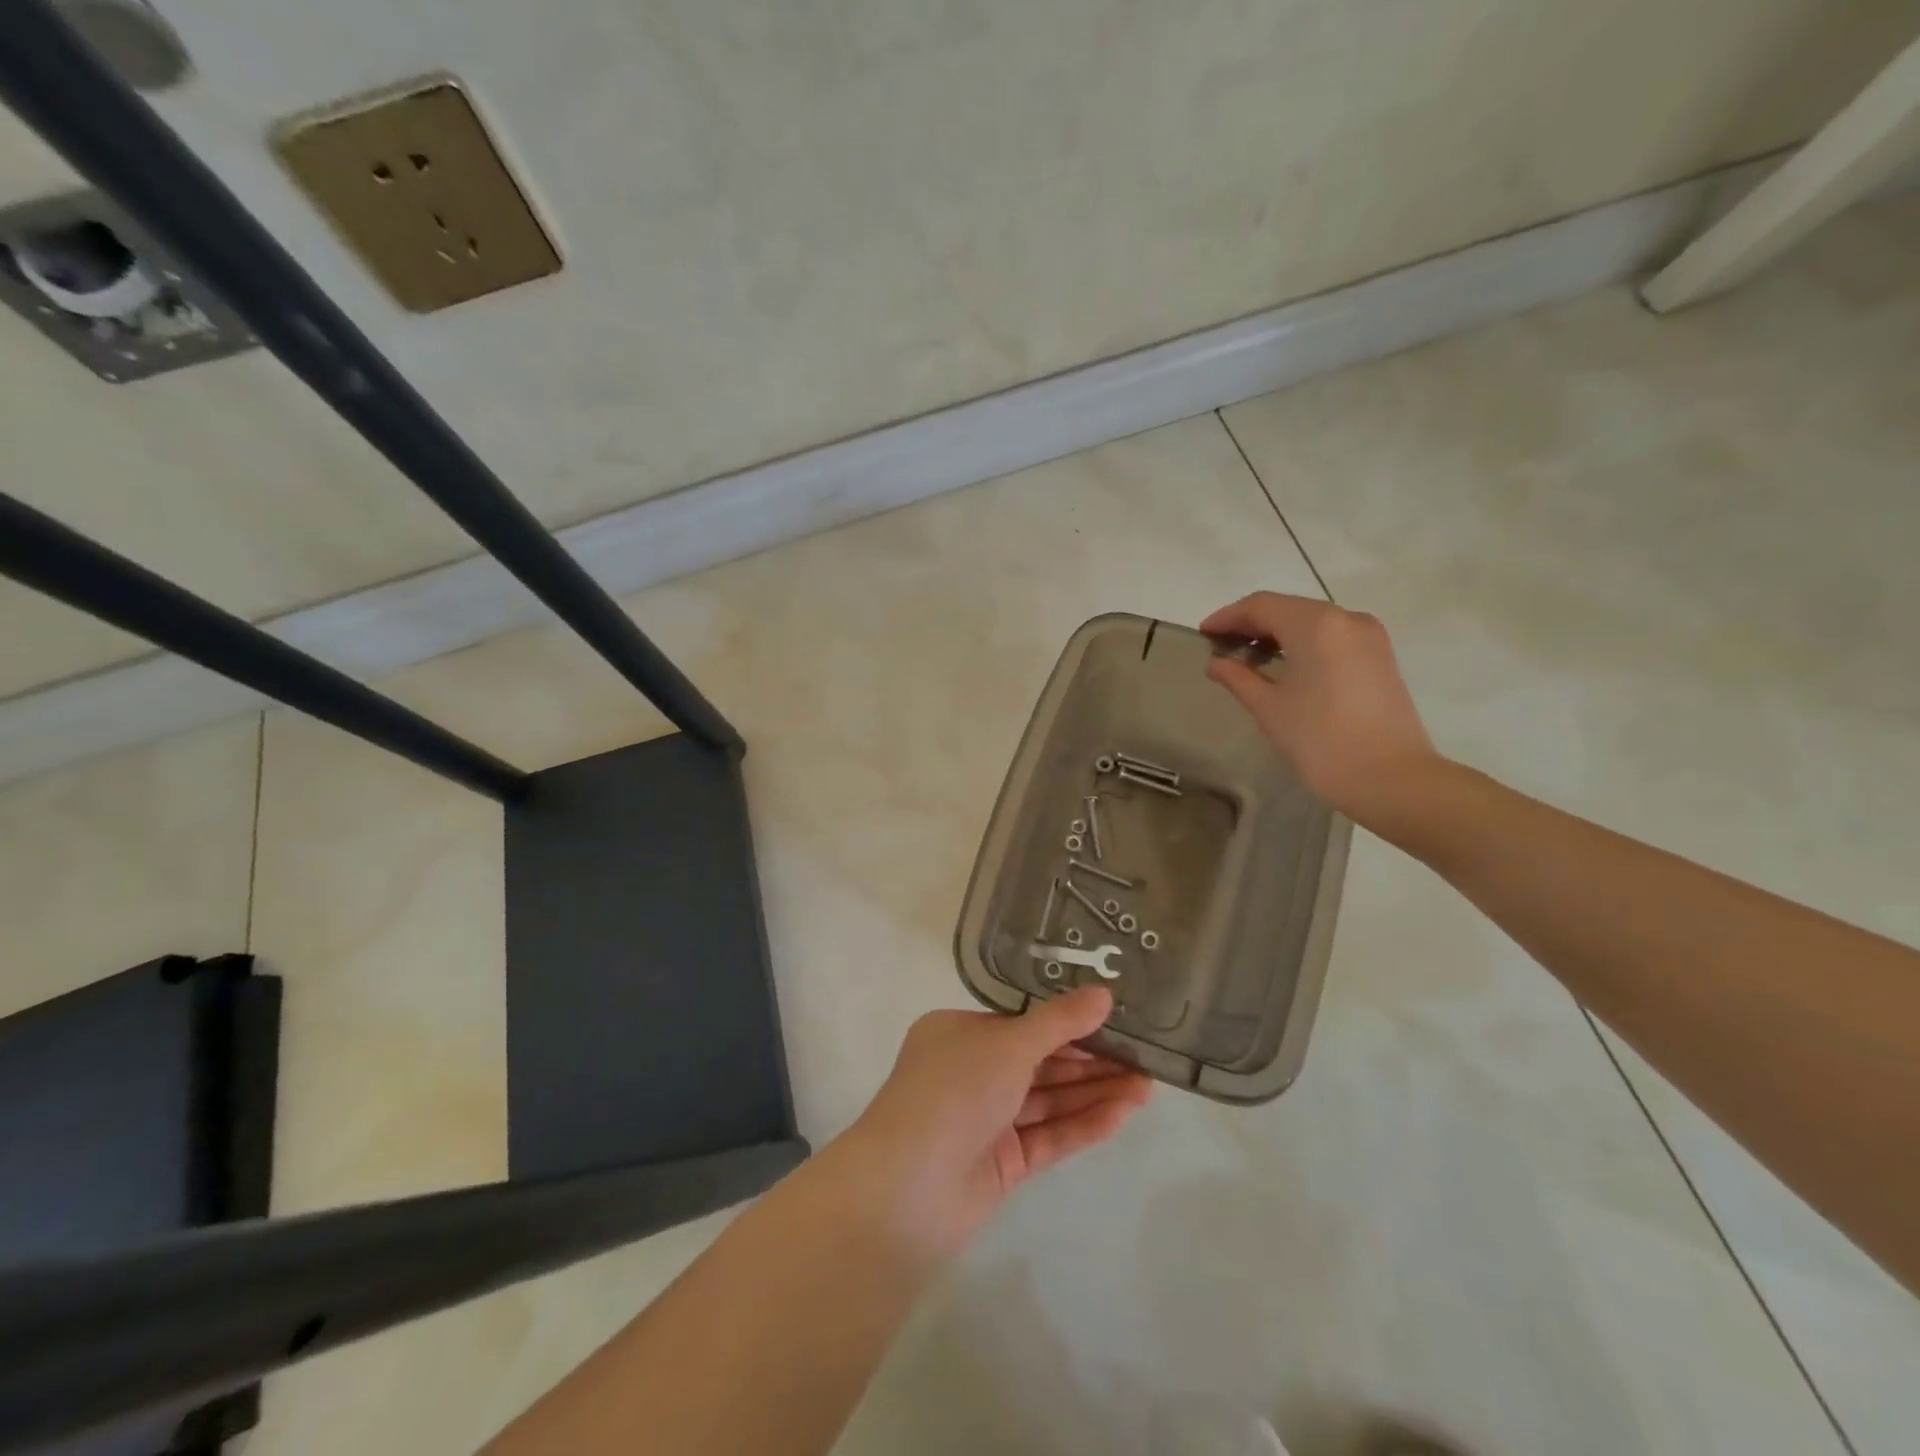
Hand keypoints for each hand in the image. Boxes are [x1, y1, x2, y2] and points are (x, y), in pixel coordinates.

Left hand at [838, 988, 1150, 1259]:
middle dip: (1090, 1061)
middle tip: (1144, 1058)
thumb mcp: (1008, 1045)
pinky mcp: (1001, 1164)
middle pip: (1040, 1062)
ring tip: (1146, 1087)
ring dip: (1094, 1093)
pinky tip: (1122, 1115)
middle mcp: (971, 1072)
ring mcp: (986, 1120)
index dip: (1069, 1024)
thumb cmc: (954, 1092)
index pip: (1023, 1023)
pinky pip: (1048, 1136)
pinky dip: (1081, 1125)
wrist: (907, 1190)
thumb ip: (1060, 1023)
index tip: (1114, 1021)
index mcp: (960, 1034)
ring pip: (1048, 1100)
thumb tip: (1104, 993)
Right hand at [1202, 592, 1444, 828]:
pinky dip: (1302, 643)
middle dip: (1251, 624)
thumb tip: (1216, 663)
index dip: (1228, 617)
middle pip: (1288, 608)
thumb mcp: (1270, 708)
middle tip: (1221, 646)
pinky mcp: (1379, 656)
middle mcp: (1346, 618)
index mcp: (1316, 625)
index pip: (1261, 605)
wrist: (1391, 779)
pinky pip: (1332, 636)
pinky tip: (1283, 666)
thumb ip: (1239, 678)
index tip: (1203, 634)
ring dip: (1277, 633)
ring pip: (1311, 621)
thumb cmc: (1321, 741)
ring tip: (1248, 659)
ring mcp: (1369, 636)